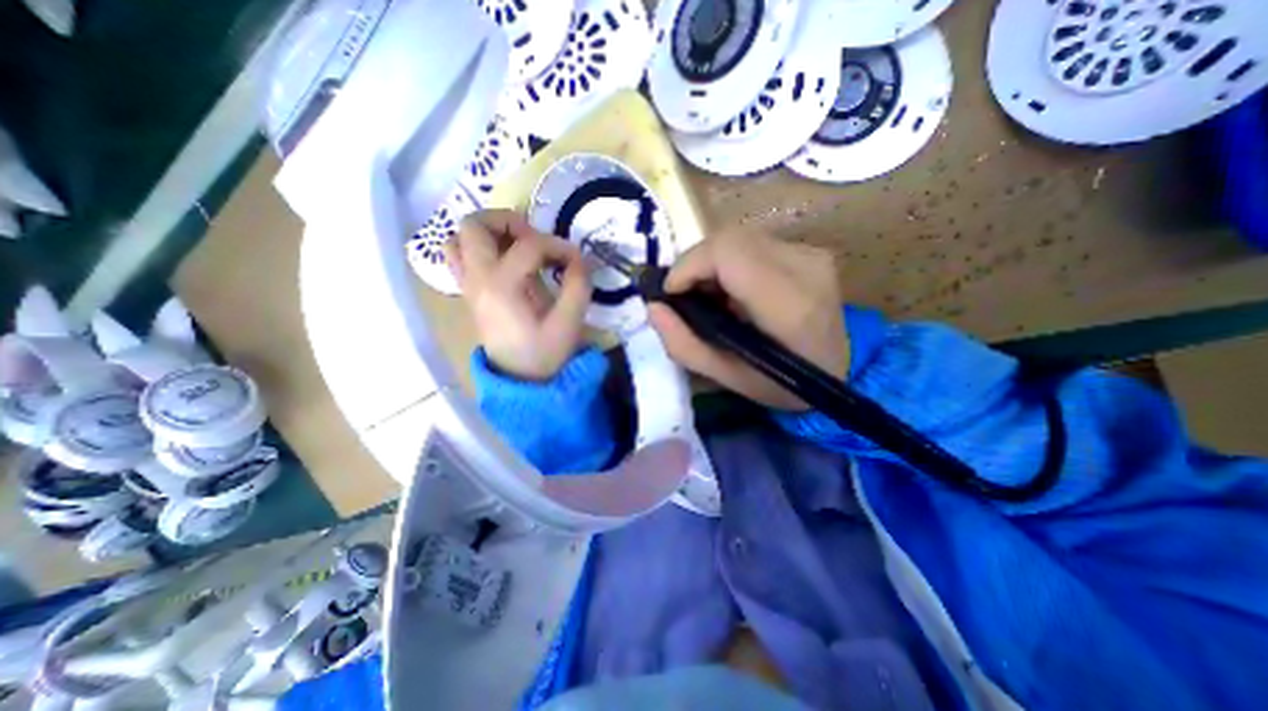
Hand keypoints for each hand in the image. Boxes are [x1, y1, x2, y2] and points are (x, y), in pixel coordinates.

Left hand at [442, 210, 593, 378]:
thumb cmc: (545, 354)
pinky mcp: (471, 293)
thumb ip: (577, 285)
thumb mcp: (569, 323)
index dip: (558, 245)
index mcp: (502, 287)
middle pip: (474, 226)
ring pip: (458, 239)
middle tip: (535, 240)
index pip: (528, 245)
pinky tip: (506, 262)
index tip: (575, 260)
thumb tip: (579, 258)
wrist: (521, 381)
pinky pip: (460, 257)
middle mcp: (478, 280)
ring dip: (488, 233)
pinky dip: (479, 249)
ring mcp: (469, 286)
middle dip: (508, 222)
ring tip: (517, 247)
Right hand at [647, 231, 844, 410]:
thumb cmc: (781, 385)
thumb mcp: (726, 377)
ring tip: (709, 297)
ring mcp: (811, 254)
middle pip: (729, 239)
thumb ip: (683, 344)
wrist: (839, 373)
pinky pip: (753, 243)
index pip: (727, 252)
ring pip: (739, 238)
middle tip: (687, 296)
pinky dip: (730, 263)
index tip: (673, 294)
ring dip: (711, 264)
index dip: (689, 265)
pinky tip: (732, 290)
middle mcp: (805, 267)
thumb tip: (653, 307)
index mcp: (789, 305)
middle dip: (695, 264)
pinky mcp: (810, 251)